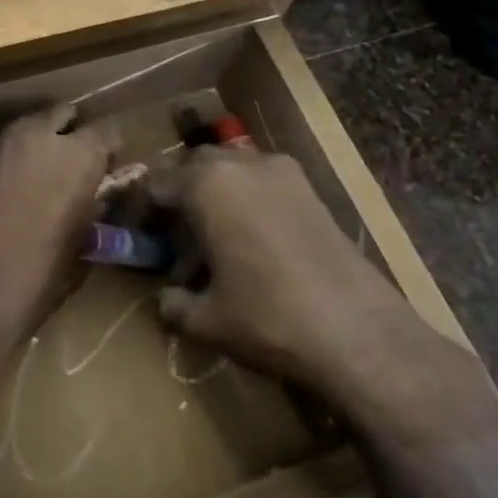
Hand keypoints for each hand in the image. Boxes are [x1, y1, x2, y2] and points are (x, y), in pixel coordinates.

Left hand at [0, 106, 114, 354]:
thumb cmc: (27, 289)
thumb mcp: (77, 255)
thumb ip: (88, 213)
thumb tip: (90, 200)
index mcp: (74, 158)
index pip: (106, 131)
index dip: (105, 152)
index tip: (100, 171)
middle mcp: (29, 136)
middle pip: (57, 115)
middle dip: (61, 136)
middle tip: (55, 171)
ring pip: (9, 135)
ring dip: (16, 155)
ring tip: (5, 192)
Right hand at [152, 148, 497, 461]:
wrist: (359, 332)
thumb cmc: (267, 318)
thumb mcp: (205, 319)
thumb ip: (173, 304)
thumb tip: (166, 299)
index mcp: (208, 185)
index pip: (157, 184)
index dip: (142, 211)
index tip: (139, 239)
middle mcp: (244, 165)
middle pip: (195, 168)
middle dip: (180, 197)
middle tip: (173, 238)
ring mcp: (284, 174)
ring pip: (233, 171)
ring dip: (216, 197)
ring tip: (214, 243)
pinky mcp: (313, 191)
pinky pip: (264, 184)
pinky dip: (247, 203)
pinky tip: (251, 246)